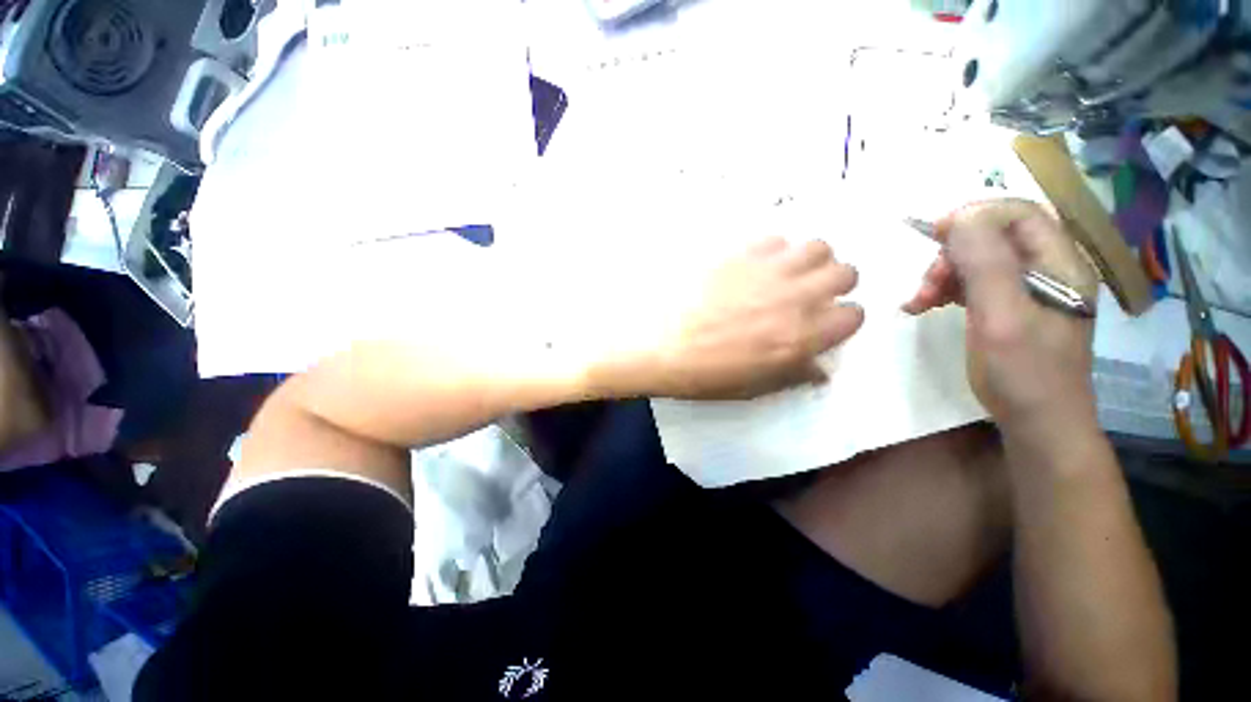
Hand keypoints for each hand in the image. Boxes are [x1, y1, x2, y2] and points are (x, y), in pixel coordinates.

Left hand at [602, 237, 862, 400]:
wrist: (656, 343)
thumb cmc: (702, 373)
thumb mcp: (752, 386)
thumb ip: (794, 374)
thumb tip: (821, 370)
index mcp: (803, 335)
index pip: (854, 315)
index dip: (840, 319)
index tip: (823, 323)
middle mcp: (796, 295)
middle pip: (846, 272)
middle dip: (833, 284)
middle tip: (807, 296)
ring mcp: (767, 268)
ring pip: (817, 247)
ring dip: (810, 261)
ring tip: (785, 275)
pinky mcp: (739, 251)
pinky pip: (775, 238)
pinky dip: (773, 251)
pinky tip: (752, 266)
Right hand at [902, 200, 1098, 438]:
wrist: (1037, 423)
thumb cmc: (1024, 373)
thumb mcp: (1002, 319)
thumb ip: (986, 265)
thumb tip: (959, 219)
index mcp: (1061, 265)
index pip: (1020, 214)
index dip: (976, 216)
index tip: (933, 235)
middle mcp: (1048, 269)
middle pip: (995, 236)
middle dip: (953, 253)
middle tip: (925, 284)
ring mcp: (1029, 290)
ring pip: (980, 259)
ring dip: (944, 273)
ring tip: (919, 301)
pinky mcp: (1010, 307)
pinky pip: (975, 282)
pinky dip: (946, 288)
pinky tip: (926, 304)